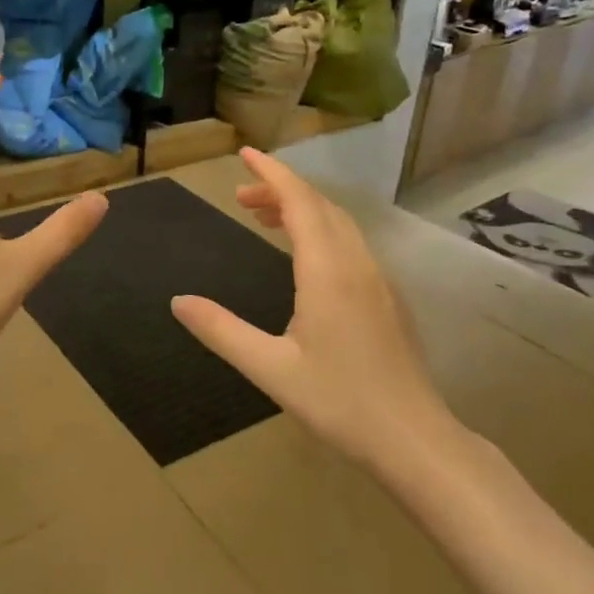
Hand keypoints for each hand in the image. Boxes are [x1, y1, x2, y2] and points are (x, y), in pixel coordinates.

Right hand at [170, 147, 460, 468]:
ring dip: (301, 209)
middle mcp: (356, 264)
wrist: (415, 439)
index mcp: (328, 272)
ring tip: (263, 218)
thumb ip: (222, 331)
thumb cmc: (340, 402)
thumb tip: (178, 300)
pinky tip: (304, 258)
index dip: (272, 173)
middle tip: (240, 196)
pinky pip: (351, 243)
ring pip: (339, 223)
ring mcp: (377, 280)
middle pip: (320, 206)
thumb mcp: (270, 369)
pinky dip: (321, 230)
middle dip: (280, 190)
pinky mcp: (387, 298)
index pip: (299, 202)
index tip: (246, 153)